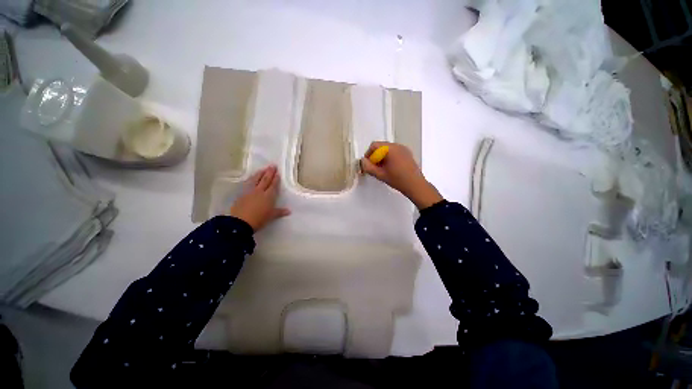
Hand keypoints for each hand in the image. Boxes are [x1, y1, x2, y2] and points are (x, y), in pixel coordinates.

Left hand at [229, 165, 290, 230]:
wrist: (240, 222)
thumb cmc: (259, 219)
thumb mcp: (271, 216)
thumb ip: (279, 212)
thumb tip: (289, 211)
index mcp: (268, 196)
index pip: (273, 185)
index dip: (276, 179)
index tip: (278, 173)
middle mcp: (260, 191)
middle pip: (265, 180)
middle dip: (269, 173)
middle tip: (272, 166)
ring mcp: (250, 191)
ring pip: (256, 180)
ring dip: (260, 173)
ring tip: (263, 169)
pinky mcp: (241, 194)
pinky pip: (247, 183)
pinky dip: (251, 179)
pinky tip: (251, 177)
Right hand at [361, 141, 442, 209]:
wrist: (415, 185)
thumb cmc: (397, 179)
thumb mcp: (380, 174)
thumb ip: (368, 167)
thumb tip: (363, 161)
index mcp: (390, 149)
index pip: (374, 145)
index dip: (368, 154)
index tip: (368, 164)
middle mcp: (397, 145)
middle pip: (381, 146)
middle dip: (375, 156)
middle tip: (373, 167)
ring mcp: (403, 149)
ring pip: (387, 149)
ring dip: (381, 157)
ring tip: (381, 169)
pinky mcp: (407, 153)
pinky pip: (394, 152)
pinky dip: (389, 157)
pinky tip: (390, 168)